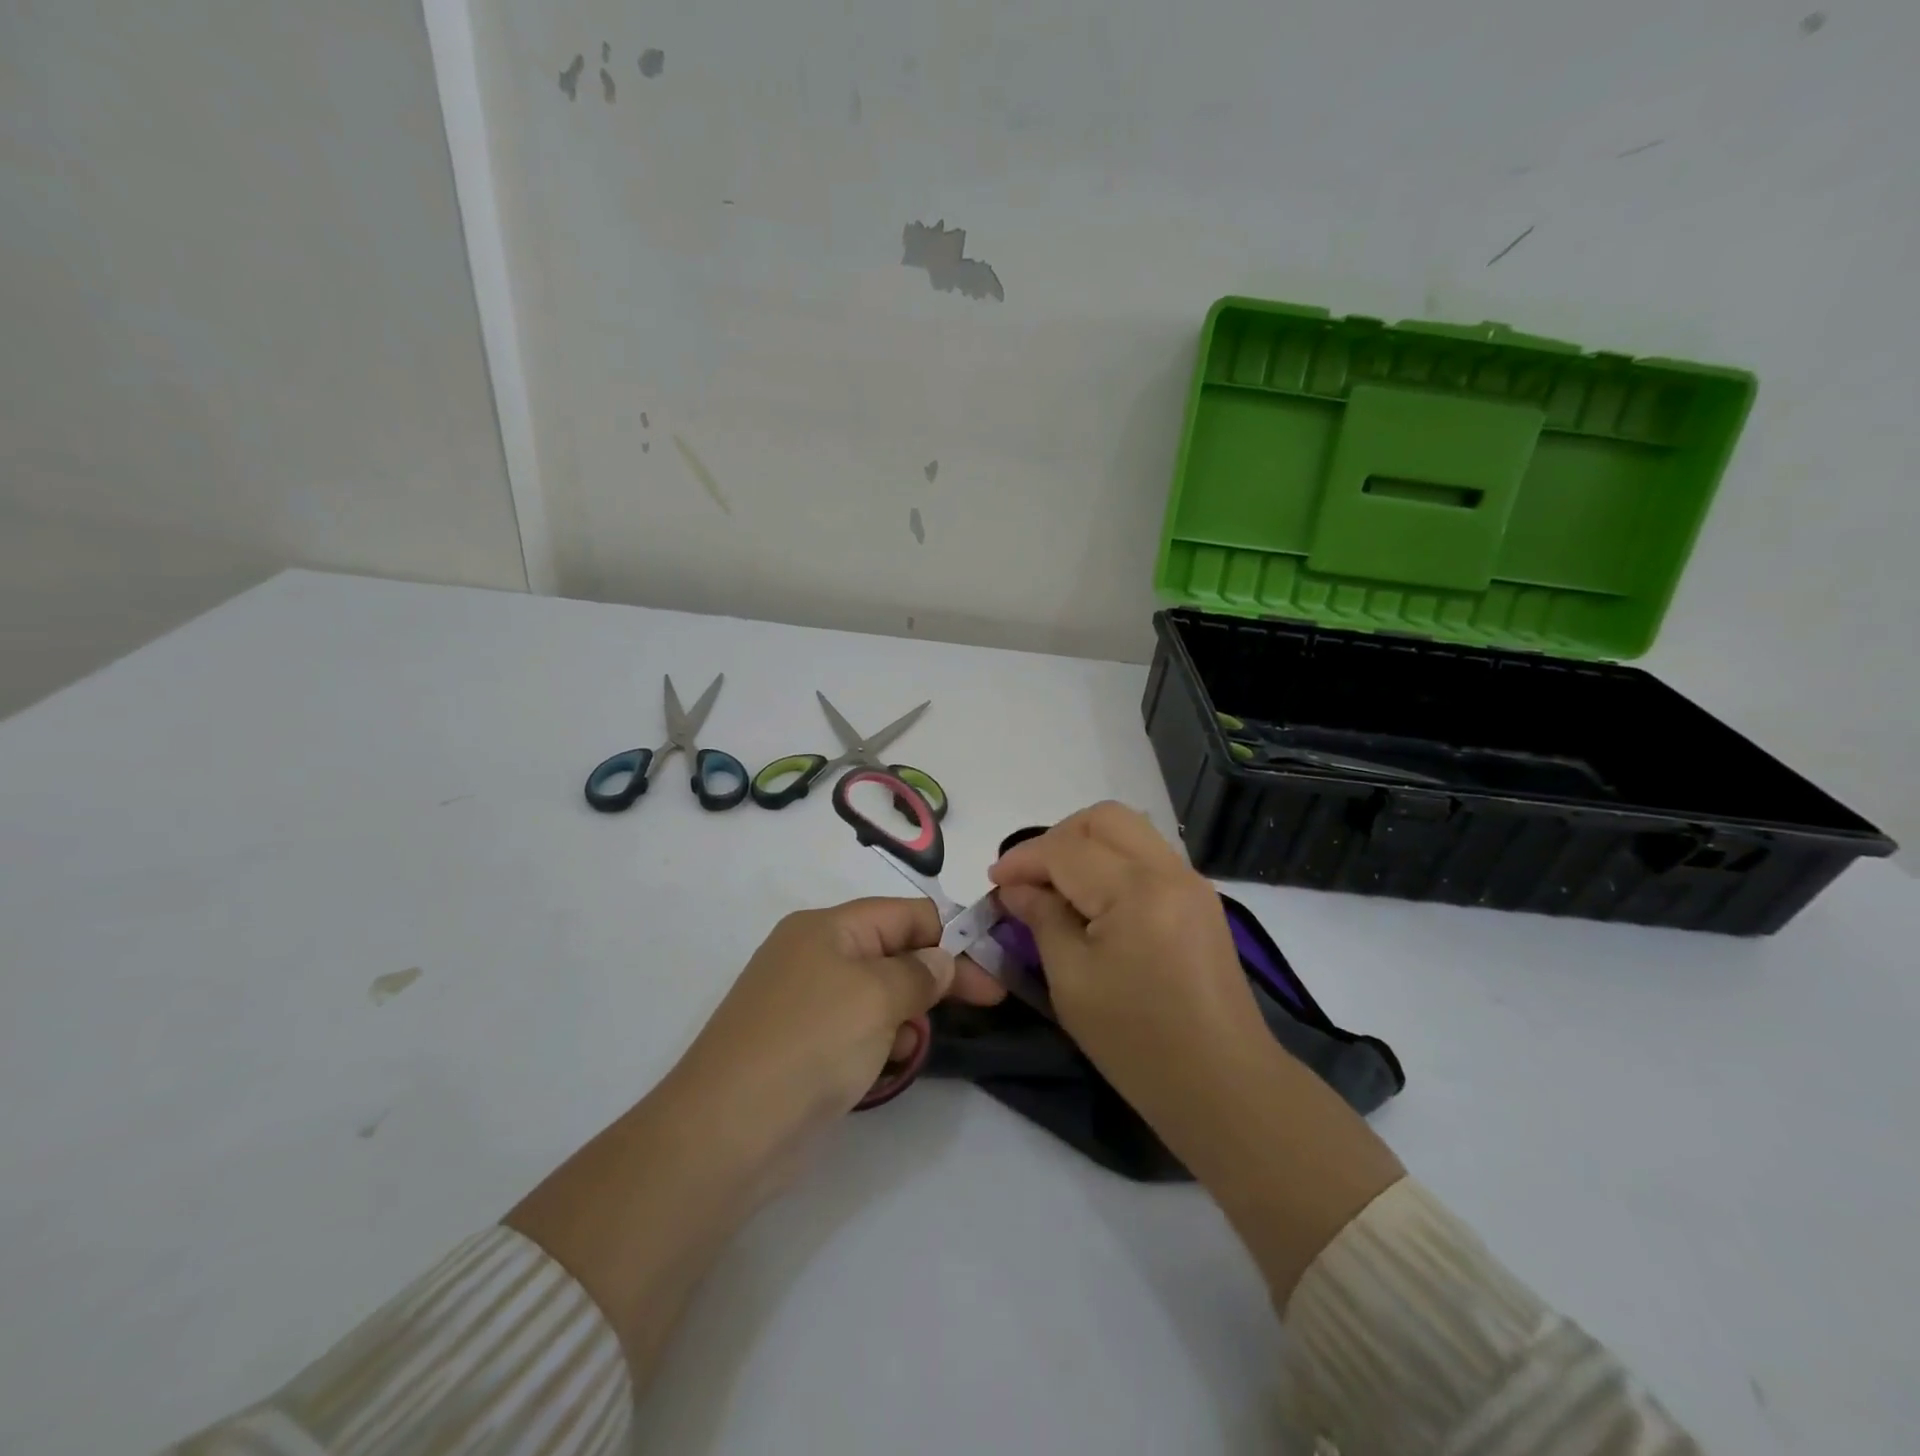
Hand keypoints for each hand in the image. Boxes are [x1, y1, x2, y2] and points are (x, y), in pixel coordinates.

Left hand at [506, 896, 1003, 1382]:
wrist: (726, 1131)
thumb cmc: (810, 1045)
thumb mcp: (877, 997)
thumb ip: (919, 973)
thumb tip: (941, 960)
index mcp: (829, 927)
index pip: (906, 914)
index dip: (950, 939)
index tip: (987, 973)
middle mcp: (815, 954)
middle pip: (894, 952)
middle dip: (934, 978)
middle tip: (985, 1005)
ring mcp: (804, 1001)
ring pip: (879, 994)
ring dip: (906, 1015)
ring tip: (909, 1047)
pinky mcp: (800, 1044)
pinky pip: (856, 1028)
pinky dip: (879, 1041)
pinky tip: (885, 1068)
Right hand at [990, 802, 1268, 1118]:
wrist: (1224, 1088)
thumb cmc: (1138, 1043)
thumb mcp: (1072, 982)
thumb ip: (1042, 920)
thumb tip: (1016, 889)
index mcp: (1137, 891)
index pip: (1066, 850)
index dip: (1022, 860)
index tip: (993, 881)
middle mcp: (1169, 871)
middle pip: (1103, 819)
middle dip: (1057, 838)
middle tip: (1029, 877)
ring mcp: (1192, 883)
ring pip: (1129, 830)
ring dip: (1086, 845)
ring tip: (1057, 885)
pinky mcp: (1201, 901)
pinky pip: (1148, 855)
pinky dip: (1113, 861)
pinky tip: (1093, 899)